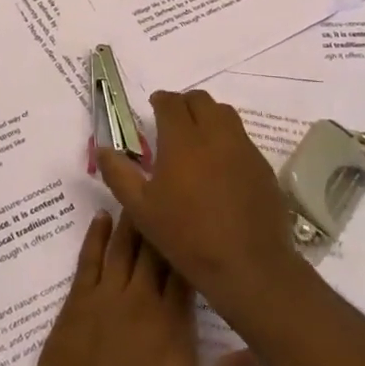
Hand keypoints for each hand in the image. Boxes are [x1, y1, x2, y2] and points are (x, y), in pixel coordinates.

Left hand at [25, 212, 259, 365]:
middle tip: (170, 186)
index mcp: (172, 322)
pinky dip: (95, 236)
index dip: (193, 240)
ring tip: (140, 189)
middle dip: (163, 217)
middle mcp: (140, 300)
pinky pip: (88, 260)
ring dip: (133, 218)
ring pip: (123, 246)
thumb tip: (263, 346)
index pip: (186, 268)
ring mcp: (105, 299)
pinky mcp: (76, 304)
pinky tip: (102, 217)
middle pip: (154, 248)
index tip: (200, 213)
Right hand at [97, 91, 303, 329]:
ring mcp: (243, 147)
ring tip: (198, 136)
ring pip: (225, 114)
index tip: (154, 107)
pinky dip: (228, 138)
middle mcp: (215, 134)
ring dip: (208, 115)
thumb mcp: (141, 209)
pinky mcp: (262, 165)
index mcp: (182, 139)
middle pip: (200, 100)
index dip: (160, 100)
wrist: (247, 264)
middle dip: (184, 103)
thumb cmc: (187, 236)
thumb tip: (102, 149)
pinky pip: (242, 138)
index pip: (171, 102)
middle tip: (173, 120)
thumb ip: (119, 175)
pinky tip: (221, 163)